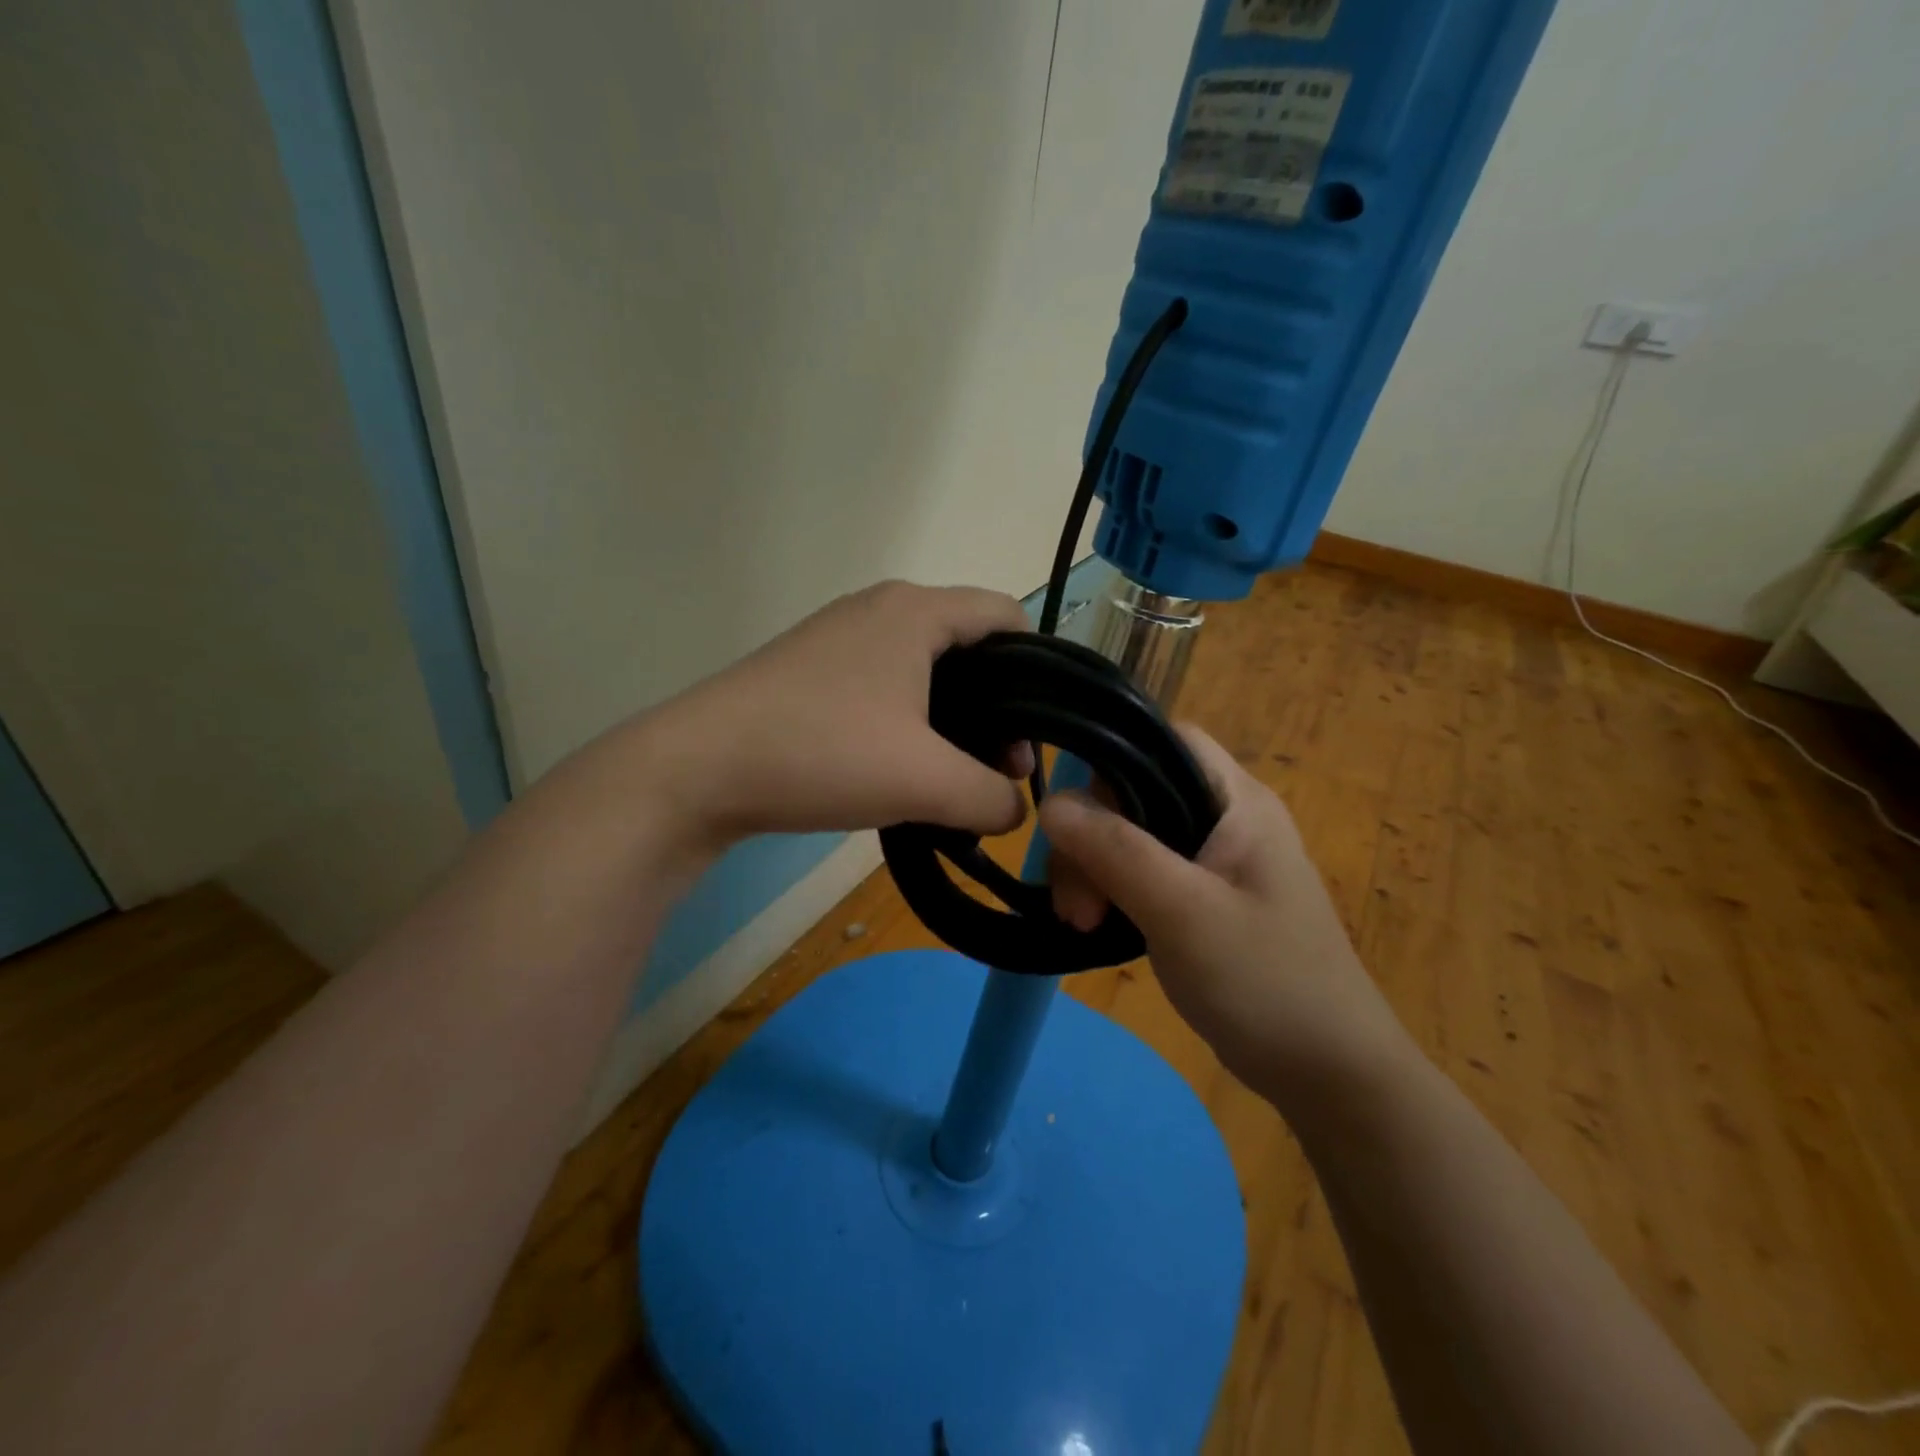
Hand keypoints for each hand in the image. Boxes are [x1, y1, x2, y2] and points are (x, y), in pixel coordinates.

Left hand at [654, 580, 1034, 843]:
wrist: (697, 768)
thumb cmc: (822, 754)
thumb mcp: (925, 782)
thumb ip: (991, 798)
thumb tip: (1013, 810)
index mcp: (916, 611)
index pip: (1006, 614)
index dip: (1038, 668)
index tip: (1040, 728)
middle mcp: (880, 608)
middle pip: (968, 645)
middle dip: (996, 705)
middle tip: (999, 769)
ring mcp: (840, 636)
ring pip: (924, 668)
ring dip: (951, 719)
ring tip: (952, 778)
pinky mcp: (811, 669)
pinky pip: (884, 684)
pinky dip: (909, 721)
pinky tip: (899, 769)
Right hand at [1040, 726, 1411, 1104]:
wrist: (1329, 1074)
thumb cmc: (1266, 981)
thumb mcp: (1182, 911)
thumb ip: (1115, 850)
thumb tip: (1051, 804)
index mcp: (1236, 800)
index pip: (1164, 740)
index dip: (1112, 760)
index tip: (1076, 819)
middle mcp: (1225, 817)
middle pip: (1136, 792)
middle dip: (1093, 838)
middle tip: (1077, 904)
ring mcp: (1215, 860)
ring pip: (1132, 836)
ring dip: (1096, 871)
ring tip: (1083, 925)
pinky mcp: (1203, 898)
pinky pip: (1143, 872)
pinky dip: (1113, 892)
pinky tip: (1098, 927)